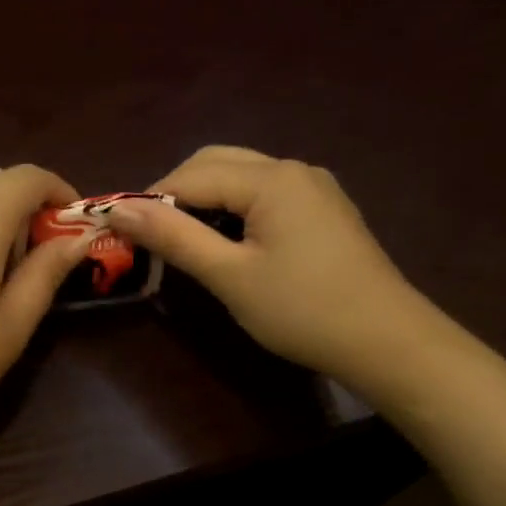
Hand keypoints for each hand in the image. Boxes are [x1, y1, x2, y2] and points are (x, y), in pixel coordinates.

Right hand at [104, 145, 431, 380]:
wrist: (387, 342)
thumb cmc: (302, 310)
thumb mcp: (230, 276)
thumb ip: (174, 237)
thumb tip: (118, 210)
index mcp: (271, 179)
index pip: (191, 175)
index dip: (151, 201)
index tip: (121, 233)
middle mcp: (293, 169)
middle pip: (217, 163)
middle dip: (176, 192)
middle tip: (150, 236)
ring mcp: (313, 188)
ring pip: (241, 176)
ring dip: (204, 199)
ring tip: (181, 241)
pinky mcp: (323, 210)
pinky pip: (264, 194)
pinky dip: (233, 208)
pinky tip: (226, 242)